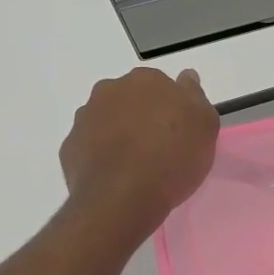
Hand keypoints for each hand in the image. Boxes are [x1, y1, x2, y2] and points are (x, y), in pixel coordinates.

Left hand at [60, 67, 219, 238]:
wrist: (122, 197)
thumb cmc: (171, 157)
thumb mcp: (204, 125)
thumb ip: (194, 96)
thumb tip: (185, 78)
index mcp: (145, 80)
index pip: (160, 86)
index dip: (170, 108)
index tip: (178, 130)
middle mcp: (110, 90)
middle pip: (130, 99)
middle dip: (141, 116)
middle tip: (157, 146)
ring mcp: (85, 118)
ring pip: (106, 121)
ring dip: (118, 134)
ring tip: (134, 165)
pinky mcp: (69, 146)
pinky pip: (89, 146)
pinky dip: (100, 155)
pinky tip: (114, 176)